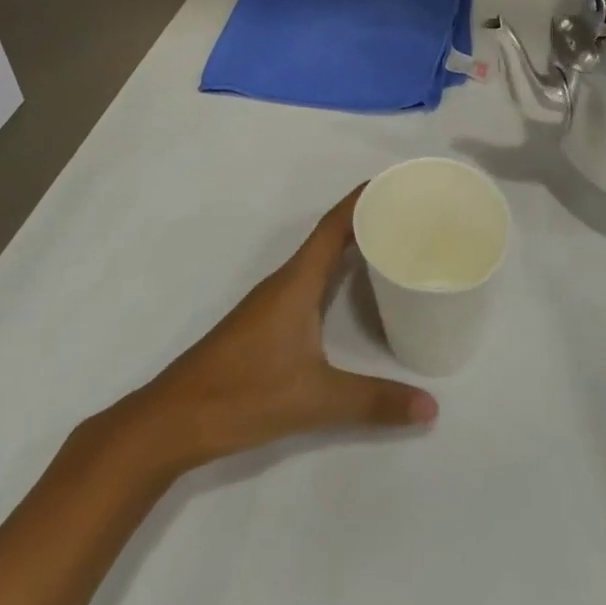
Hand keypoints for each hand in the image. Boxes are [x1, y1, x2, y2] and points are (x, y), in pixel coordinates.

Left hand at [122, 188, 436, 471]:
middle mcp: (286, 282)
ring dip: (351, 244)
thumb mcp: (314, 399)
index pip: (334, 226)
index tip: (396, 183)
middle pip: (330, 235)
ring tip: (391, 243)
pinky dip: (336, 272)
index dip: (362, 200)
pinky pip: (311, 279)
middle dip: (367, 219)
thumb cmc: (243, 394)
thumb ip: (373, 401)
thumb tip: (432, 407)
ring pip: (319, 258)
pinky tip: (353, 290)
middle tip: (409, 214)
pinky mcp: (267, 322)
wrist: (173, 421)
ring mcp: (273, 301)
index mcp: (296, 282)